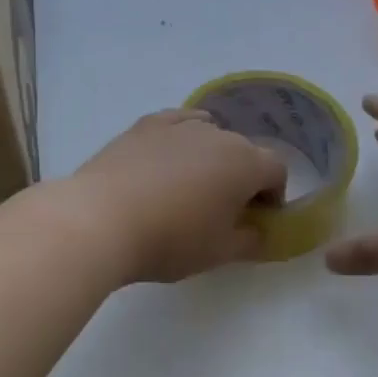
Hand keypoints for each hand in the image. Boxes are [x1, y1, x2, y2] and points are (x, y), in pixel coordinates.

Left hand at [70, 109, 286, 283]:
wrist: (100, 220)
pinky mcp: (144, 126)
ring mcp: (178, 125)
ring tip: (191, 187)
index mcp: (245, 163)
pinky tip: (170, 155)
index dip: (273, 196)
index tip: (257, 220)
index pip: (277, 171)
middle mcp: (218, 134)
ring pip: (210, 135)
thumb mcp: (218, 252)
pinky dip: (182, 138)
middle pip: (244, 151)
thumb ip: (250, 241)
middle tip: (224, 210)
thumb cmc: (170, 240)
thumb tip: (259, 233)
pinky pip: (177, 124)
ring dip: (211, 158)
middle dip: (243, 177)